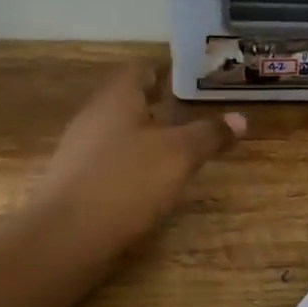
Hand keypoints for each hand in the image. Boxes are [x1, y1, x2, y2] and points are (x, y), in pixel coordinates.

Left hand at [35, 65, 245, 252]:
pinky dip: (132, 163)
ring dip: (144, 135)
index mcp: (117, 98)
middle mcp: (94, 117)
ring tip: (175, 145)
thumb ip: (209, 134)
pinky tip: (149, 180)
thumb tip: (241, 117)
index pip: (140, 70)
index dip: (164, 70)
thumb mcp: (179, 155)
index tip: (188, 74)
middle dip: (156, 104)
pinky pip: (109, 161)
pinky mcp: (76, 182)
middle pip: (127, 101)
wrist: (67, 237)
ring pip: (118, 132)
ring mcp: (80, 150)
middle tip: (190, 109)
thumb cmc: (127, 181)